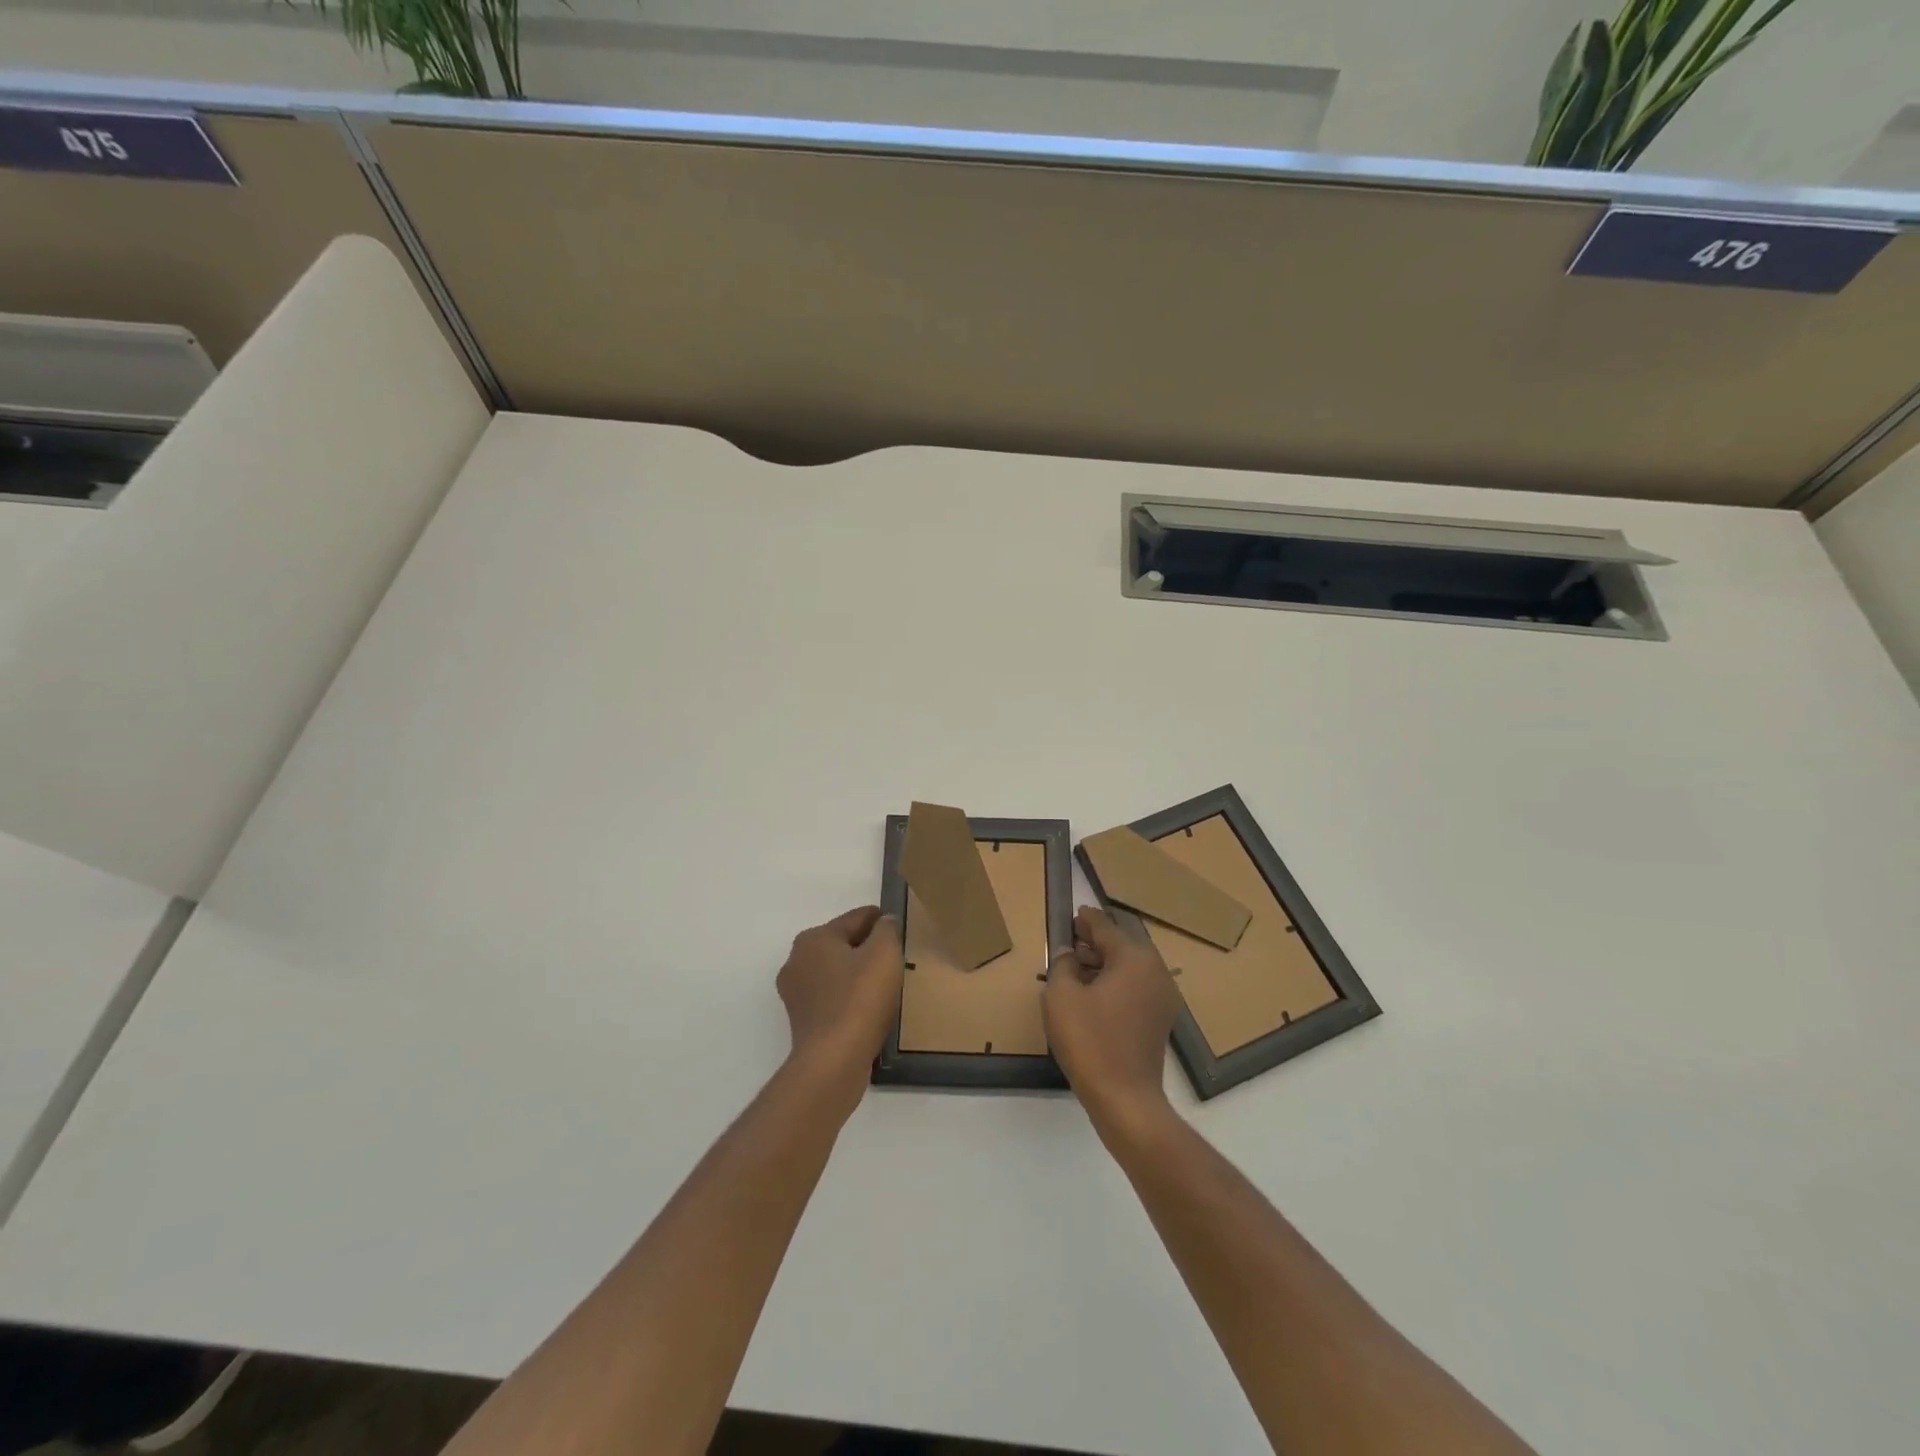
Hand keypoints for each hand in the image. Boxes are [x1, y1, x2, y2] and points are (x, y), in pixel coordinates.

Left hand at [777, 906, 902, 1088]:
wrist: (833, 1060)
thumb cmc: (860, 998)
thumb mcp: (884, 954)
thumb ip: (886, 930)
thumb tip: (884, 922)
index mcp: (814, 938)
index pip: (854, 919)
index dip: (879, 919)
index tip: (897, 925)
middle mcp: (797, 960)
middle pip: (841, 944)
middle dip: (866, 947)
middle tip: (894, 957)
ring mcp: (795, 992)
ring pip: (835, 972)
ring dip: (856, 973)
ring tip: (883, 984)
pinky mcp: (801, 1020)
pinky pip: (831, 997)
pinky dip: (848, 997)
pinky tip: (867, 1007)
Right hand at [1044, 906, 1180, 1132]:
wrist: (1125, 1098)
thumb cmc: (1090, 1041)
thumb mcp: (1061, 996)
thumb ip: (1062, 965)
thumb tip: (1069, 953)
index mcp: (1134, 958)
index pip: (1105, 927)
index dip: (1085, 920)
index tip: (1072, 914)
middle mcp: (1155, 971)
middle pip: (1120, 945)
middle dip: (1094, 942)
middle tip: (1070, 939)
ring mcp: (1162, 997)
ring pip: (1128, 967)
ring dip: (1103, 964)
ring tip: (1075, 967)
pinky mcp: (1160, 1019)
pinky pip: (1134, 988)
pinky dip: (1114, 983)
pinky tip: (1091, 993)